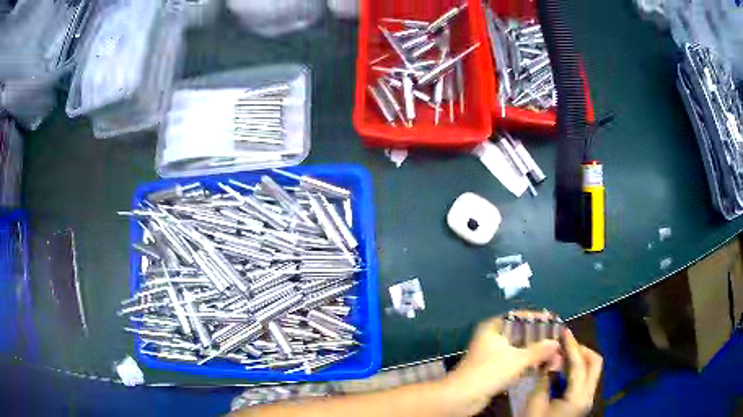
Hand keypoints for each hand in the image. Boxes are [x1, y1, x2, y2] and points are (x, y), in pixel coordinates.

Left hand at [443, 313, 561, 414]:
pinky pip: (514, 363)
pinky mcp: (493, 370)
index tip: (554, 321)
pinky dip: (526, 364)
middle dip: (539, 339)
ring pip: (518, 350)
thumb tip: (556, 343)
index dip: (537, 318)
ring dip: (534, 353)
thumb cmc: (489, 372)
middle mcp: (492, 338)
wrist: (461, 397)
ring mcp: (492, 355)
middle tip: (556, 340)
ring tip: (553, 354)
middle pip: (520, 334)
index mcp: (493, 328)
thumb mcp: (517, 360)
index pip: (519, 317)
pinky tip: (540, 367)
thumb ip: (539, 350)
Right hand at [524, 329, 602, 416]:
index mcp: (577, 397)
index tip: (563, 331)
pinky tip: (562, 369)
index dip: (571, 345)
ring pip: (592, 369)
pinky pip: (586, 378)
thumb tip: (551, 357)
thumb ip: (545, 379)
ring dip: (580, 358)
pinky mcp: (582, 401)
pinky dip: (577, 369)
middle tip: (564, 344)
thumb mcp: (535, 404)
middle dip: (581, 349)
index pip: (579, 364)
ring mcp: (587, 398)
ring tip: (562, 354)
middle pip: (595, 363)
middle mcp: (588, 395)